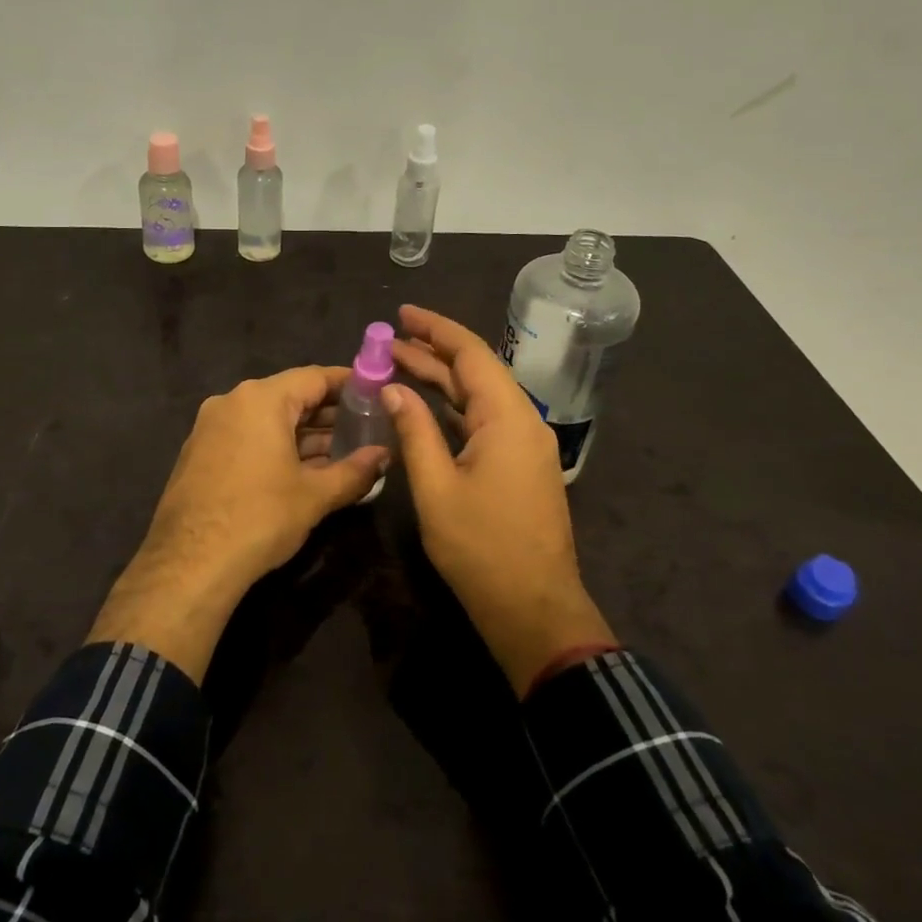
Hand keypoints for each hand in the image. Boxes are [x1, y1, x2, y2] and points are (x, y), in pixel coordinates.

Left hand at [89, 367, 386, 680]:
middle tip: (366, 427)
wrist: (189, 564)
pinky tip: (304, 470)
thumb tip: (384, 456)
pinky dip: (277, 447)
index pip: (314, 377)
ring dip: (304, 434)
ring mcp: (211, 428)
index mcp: (261, 400)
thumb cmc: (259, 518)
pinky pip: (248, 437)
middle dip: (329, 413)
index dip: (350, 384)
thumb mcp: (315, 495)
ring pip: (268, 420)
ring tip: (343, 452)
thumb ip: (355, 471)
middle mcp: (232, 402)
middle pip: (290, 396)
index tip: (376, 393)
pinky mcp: (200, 454)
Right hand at [385, 305, 614, 694]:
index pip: (471, 354)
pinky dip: (453, 409)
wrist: (533, 607)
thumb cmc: (481, 548)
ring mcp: (525, 445)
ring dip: (441, 380)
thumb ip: (414, 432)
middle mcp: (522, 421)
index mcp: (507, 418)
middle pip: (476, 371)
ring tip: (398, 364)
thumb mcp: (436, 488)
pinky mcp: (520, 465)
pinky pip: (484, 422)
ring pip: (479, 397)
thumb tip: (393, 389)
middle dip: (432, 352)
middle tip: (388, 340)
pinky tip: (424, 406)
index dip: (435, 329)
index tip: (401, 314)